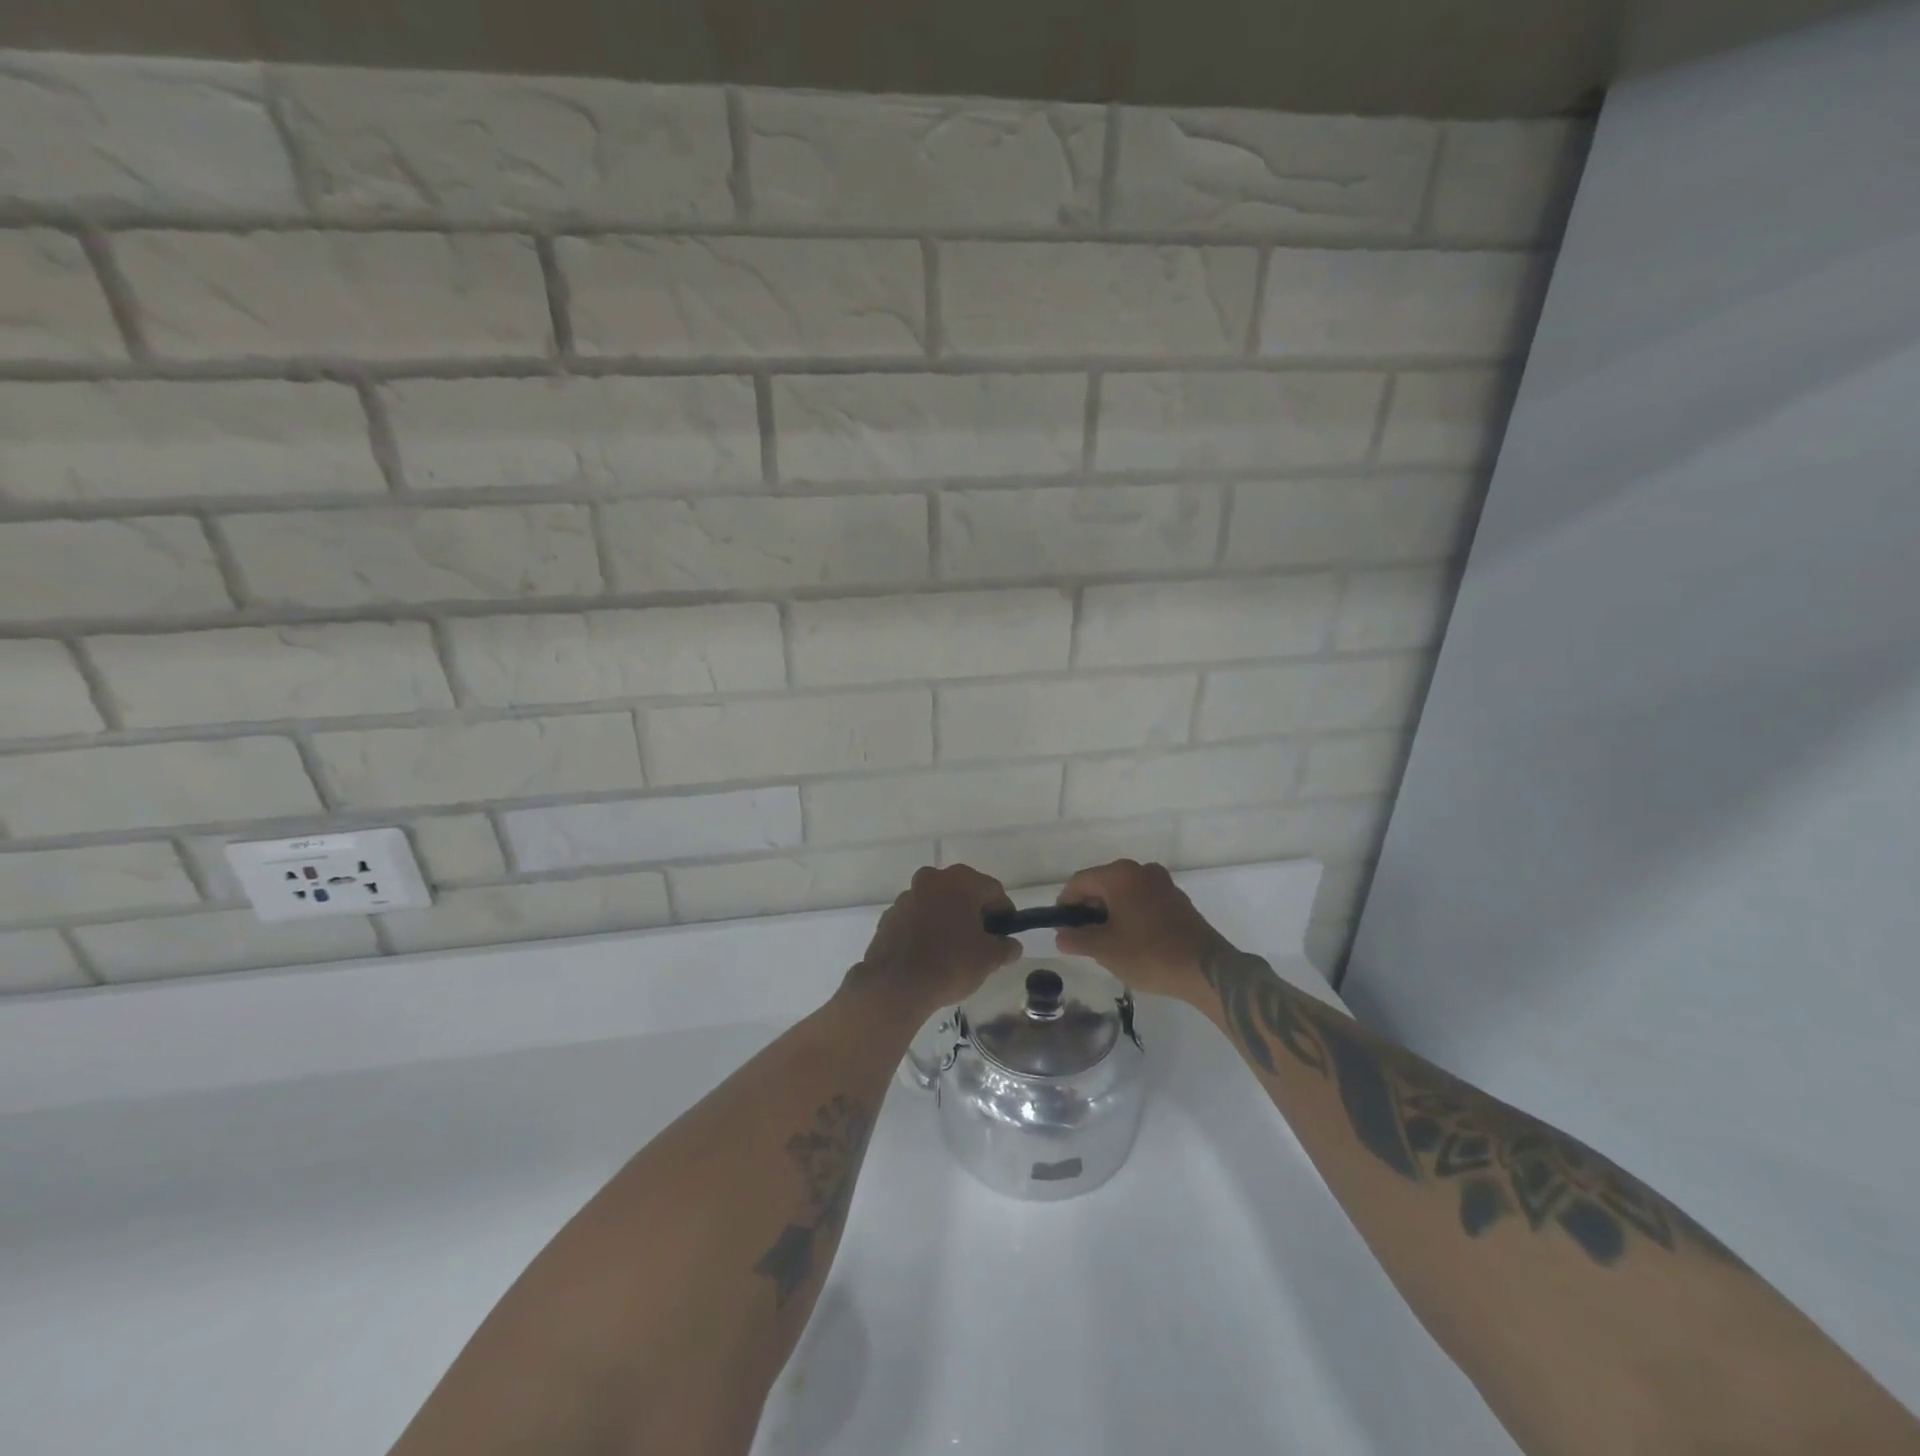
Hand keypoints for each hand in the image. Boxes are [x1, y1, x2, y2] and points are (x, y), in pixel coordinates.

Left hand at [847, 865, 1018, 1021]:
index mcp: (960, 880)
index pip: (993, 891)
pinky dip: (926, 929)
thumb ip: (1005, 947)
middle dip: (974, 914)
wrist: (896, 985)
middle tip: (982, 942)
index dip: (1004, 913)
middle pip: (963, 893)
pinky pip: (916, 918)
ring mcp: (907, 896)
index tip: (1005, 936)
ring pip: (937, 904)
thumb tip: (1011, 945)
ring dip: (948, 919)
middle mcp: (932, 879)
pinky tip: (929, 955)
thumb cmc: (951, 963)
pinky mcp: (889, 916)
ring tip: (953, 950)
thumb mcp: (989, 958)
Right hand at [1055, 860, 1223, 1002]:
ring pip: (1124, 893)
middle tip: (1084, 938)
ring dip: (1111, 912)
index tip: (1062, 928)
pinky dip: (1132, 914)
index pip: (1079, 882)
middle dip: (1089, 909)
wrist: (1205, 969)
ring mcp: (1163, 883)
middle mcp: (1141, 870)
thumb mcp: (1104, 950)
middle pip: (1102, 884)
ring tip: (1108, 942)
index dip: (1065, 903)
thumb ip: (1077, 939)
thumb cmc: (1148, 954)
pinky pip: (1143, 900)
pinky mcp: (1178, 899)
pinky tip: (1134, 941)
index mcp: (1119, 875)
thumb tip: (1061, 935)